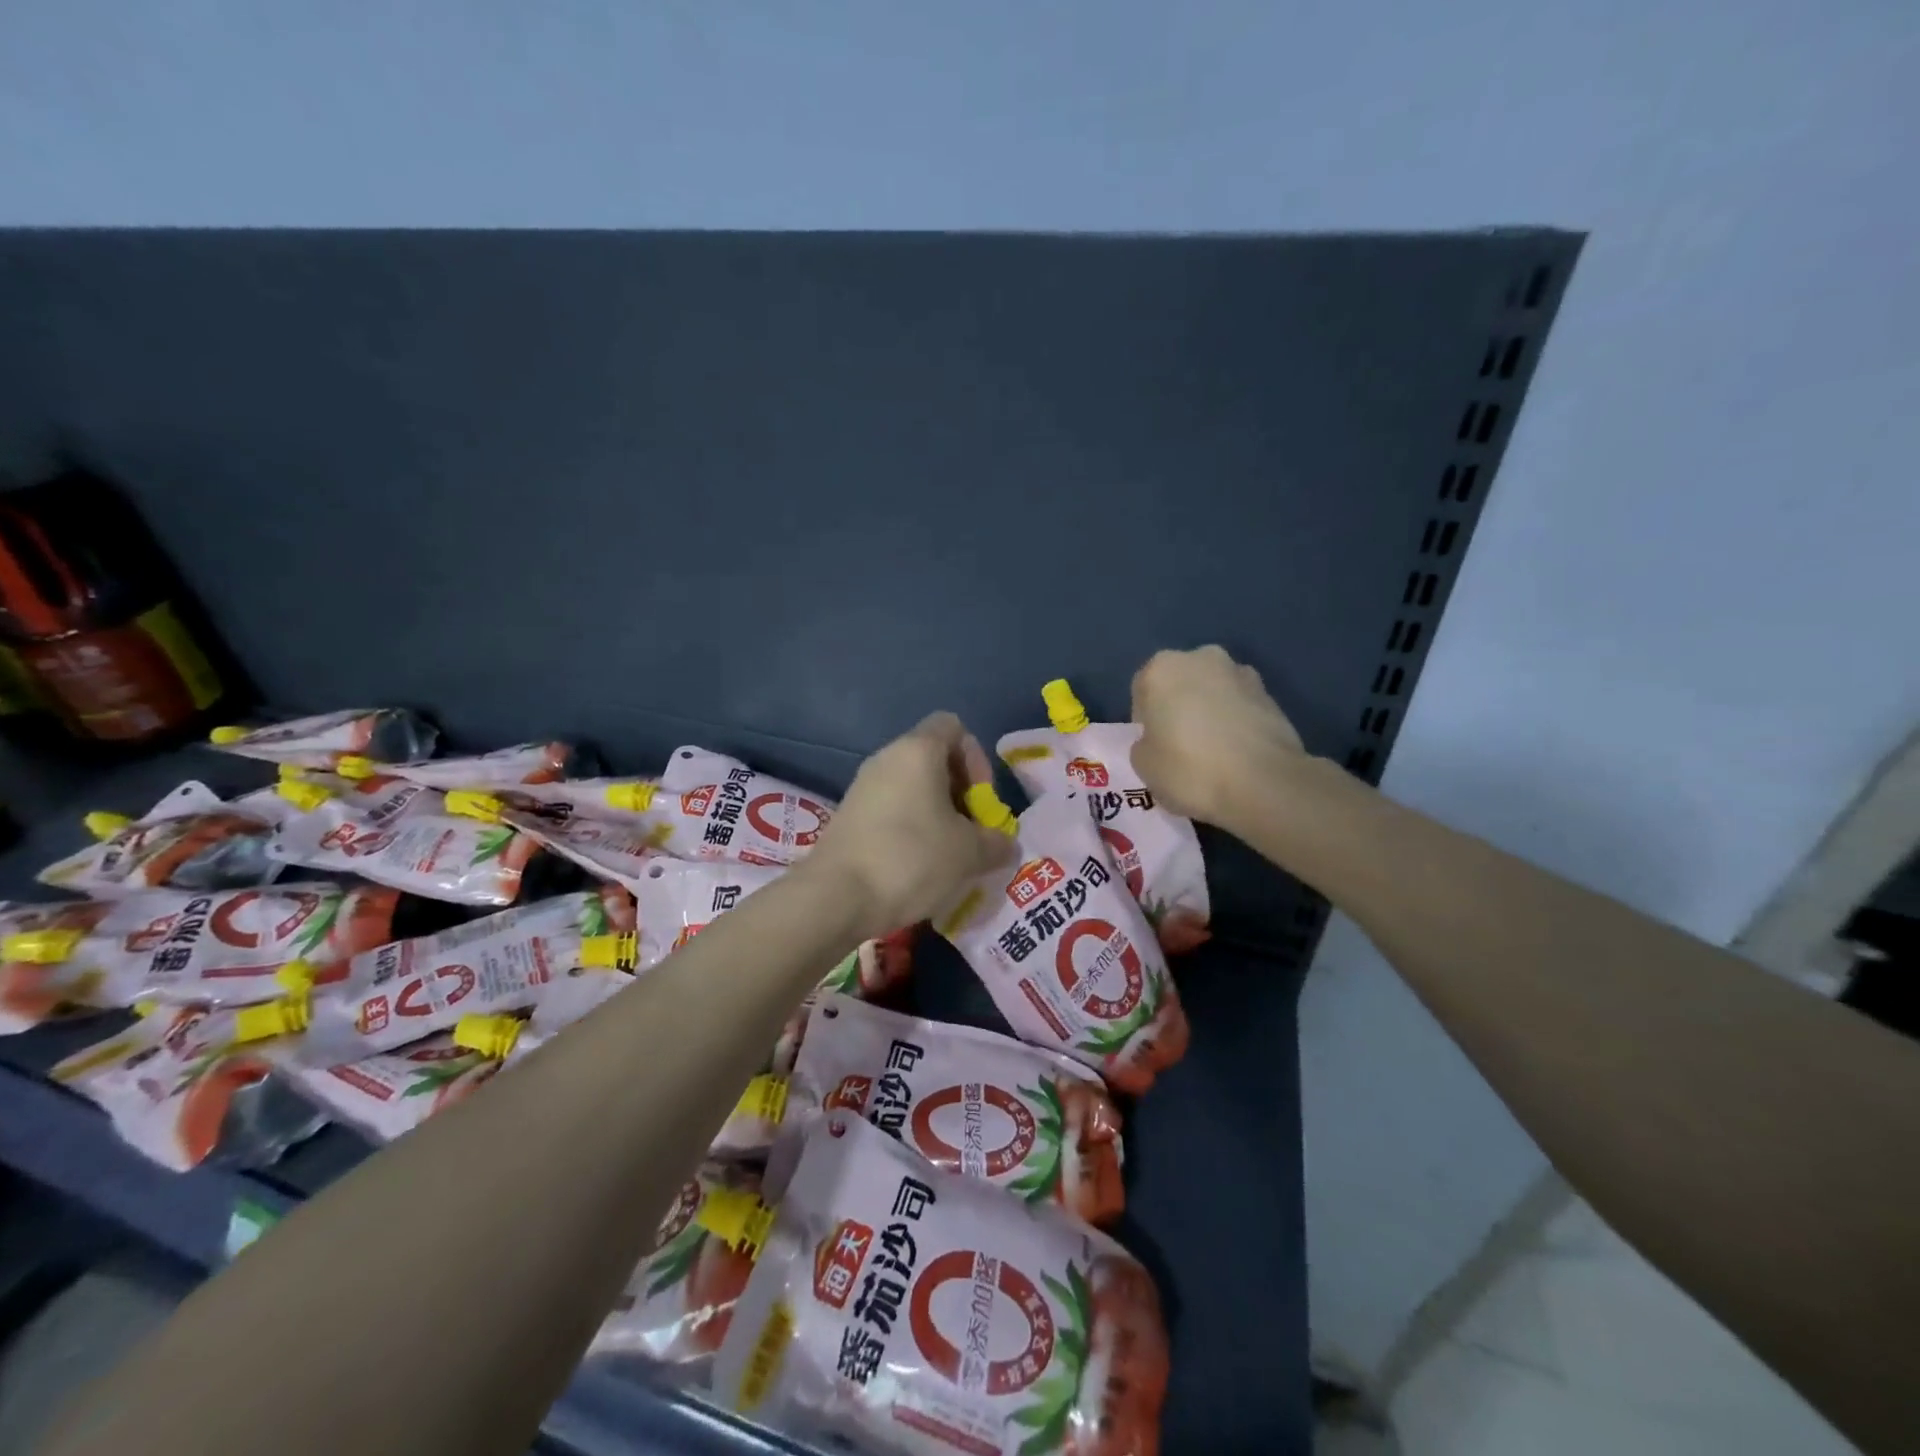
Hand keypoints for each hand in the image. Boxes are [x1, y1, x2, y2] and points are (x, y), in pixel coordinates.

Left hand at [806, 713, 1016, 936]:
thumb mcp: (969, 853)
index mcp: (917, 750)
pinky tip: (917, 865)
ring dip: (937, 814)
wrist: (835, 897)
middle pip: (933, 758)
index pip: (953, 726)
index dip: (976, 758)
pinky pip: (891, 808)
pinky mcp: (849, 815)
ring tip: (948, 854)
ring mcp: (863, 787)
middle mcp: (887, 758)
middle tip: (971, 832)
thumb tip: (1005, 844)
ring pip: (912, 786)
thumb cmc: (911, 859)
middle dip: (960, 792)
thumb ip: (996, 842)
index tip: (980, 799)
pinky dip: (911, 828)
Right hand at [1130, 646, 1305, 828]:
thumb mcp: (1143, 765)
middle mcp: (1201, 659)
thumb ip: (1144, 744)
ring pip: (1214, 692)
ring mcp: (1242, 674)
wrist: (1264, 785)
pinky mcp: (1272, 696)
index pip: (1142, 689)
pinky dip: (1237, 724)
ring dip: (1210, 712)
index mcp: (1161, 668)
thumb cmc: (1189, 769)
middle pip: (1181, 683)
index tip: (1154, 745)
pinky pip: (1242, 707)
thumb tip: (1158, 741)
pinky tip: (1238, 755)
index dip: (1145, 720)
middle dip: (1179, 707)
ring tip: (1214, 753)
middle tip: (1180, 746)